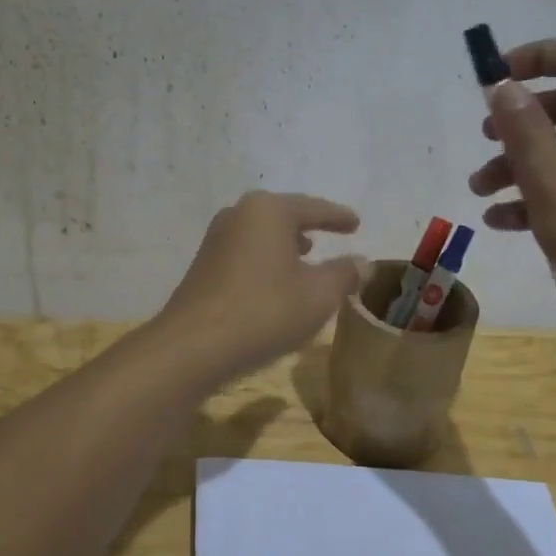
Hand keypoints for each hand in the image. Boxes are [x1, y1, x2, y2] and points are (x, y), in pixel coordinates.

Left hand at [157, 192, 368, 383]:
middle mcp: (238, 215)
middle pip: (283, 216)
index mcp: (268, 210)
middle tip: (331, 235)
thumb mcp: (319, 295)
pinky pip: (245, 254)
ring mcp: (215, 240)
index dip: (338, 217)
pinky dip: (266, 261)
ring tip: (305, 257)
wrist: (193, 347)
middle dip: (308, 226)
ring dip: (285, 245)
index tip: (357, 224)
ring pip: (261, 235)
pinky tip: (274, 282)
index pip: (314, 208)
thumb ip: (345, 274)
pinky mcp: (202, 267)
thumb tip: (362, 262)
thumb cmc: (264, 311)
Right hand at [467, 37, 555, 350]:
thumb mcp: (553, 181)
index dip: (539, 56)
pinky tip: (499, 220)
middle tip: (484, 136)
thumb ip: (524, 130)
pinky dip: (534, 195)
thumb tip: (504, 87)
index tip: (497, 78)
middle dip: (519, 118)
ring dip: (517, 162)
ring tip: (479, 188)